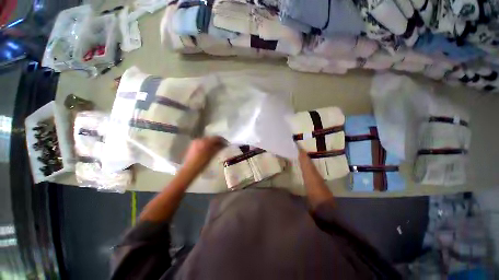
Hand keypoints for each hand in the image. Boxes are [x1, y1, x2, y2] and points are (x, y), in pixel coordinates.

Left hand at [182, 136, 225, 172]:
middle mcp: (200, 139)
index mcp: (205, 141)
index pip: (216, 138)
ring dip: (212, 143)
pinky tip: (209, 149)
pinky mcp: (193, 145)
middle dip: (217, 141)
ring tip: (216, 147)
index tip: (227, 143)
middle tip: (222, 145)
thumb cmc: (201, 164)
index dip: (222, 140)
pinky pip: (202, 142)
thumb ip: (218, 148)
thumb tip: (224, 145)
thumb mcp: (212, 156)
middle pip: (211, 138)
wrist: (189, 170)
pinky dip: (207, 144)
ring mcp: (195, 142)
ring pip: (207, 140)